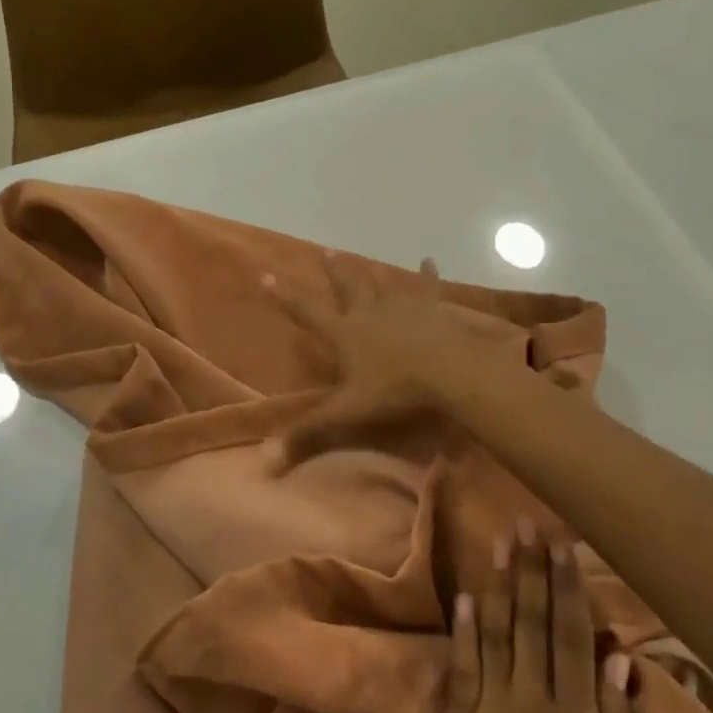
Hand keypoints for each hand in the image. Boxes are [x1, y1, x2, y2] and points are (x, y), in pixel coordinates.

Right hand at [268, 253, 478, 460]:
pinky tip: (429, 259)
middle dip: (335, 271)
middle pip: (347, 287)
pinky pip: (427, 286)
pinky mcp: (430, 309)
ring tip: (361, 257)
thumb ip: (309, 433)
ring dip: (370, 270)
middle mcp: (368, 312)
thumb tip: (266, 461)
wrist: (447, 372)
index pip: (307, 312)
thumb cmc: (395, 391)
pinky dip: (427, 273)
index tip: (267, 275)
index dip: (285, 297)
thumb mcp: (347, 413)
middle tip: (326, 252)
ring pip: (381, 283)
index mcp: (345, 334)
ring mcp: (401, 307)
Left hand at [447, 524, 641, 712]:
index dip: (567, 588)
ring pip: (495, 634)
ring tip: (500, 539)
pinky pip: (462, 668)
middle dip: (530, 570)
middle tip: (528, 522)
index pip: (571, 638)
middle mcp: (532, 708)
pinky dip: (463, 628)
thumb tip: (620, 658)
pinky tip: (465, 592)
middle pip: (531, 623)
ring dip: (498, 583)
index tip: (564, 545)